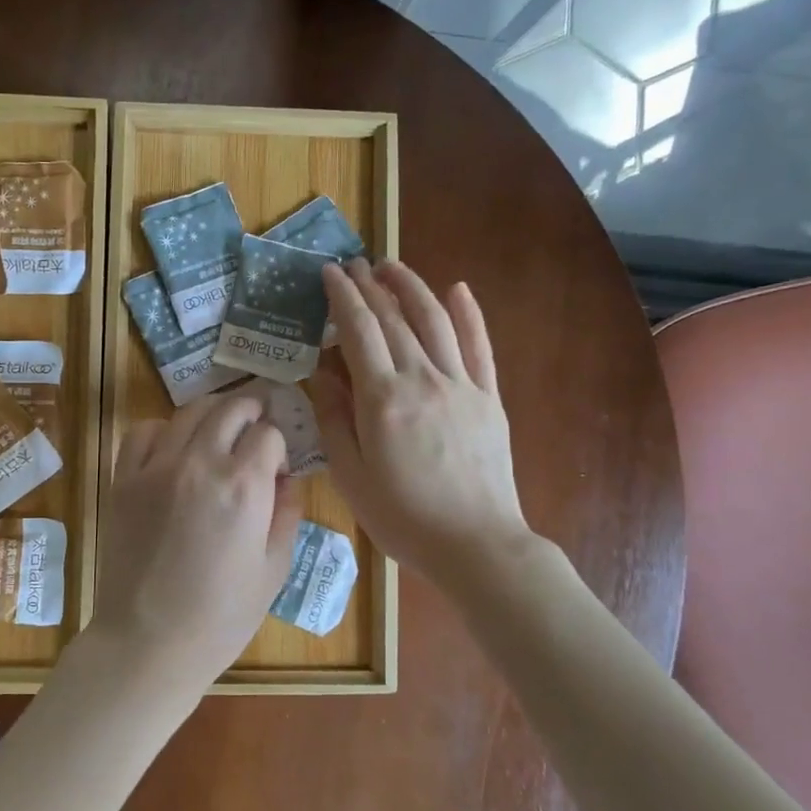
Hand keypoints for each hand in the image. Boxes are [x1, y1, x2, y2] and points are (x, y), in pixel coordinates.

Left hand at [88, 390, 302, 692]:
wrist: (148, 643)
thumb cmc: (221, 617)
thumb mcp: (274, 570)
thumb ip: (287, 514)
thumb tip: (288, 479)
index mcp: (244, 486)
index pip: (269, 434)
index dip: (279, 446)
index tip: (277, 468)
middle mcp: (201, 463)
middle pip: (231, 408)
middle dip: (252, 410)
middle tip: (257, 425)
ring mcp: (156, 468)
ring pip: (189, 411)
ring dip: (213, 413)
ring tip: (219, 431)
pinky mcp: (123, 480)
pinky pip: (144, 432)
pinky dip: (164, 429)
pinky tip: (174, 449)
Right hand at [310, 259, 529, 584]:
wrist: (475, 545)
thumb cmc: (402, 517)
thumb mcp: (351, 475)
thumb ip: (334, 418)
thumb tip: (321, 372)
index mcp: (383, 399)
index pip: (359, 330)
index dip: (343, 296)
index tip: (329, 273)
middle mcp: (422, 379)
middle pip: (395, 318)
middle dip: (371, 286)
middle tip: (354, 265)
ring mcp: (461, 385)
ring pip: (436, 320)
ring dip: (412, 288)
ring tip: (392, 267)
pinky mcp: (488, 398)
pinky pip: (479, 346)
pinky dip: (469, 314)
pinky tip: (459, 289)